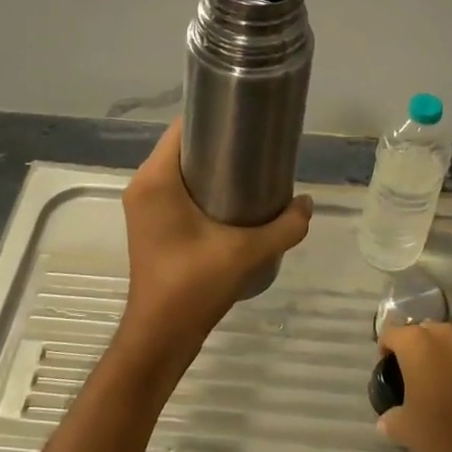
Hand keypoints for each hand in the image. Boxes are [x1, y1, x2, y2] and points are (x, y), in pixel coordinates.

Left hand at [116, 118, 312, 385]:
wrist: (161, 336)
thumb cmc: (194, 286)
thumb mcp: (247, 253)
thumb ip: (285, 226)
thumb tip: (308, 203)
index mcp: (156, 180)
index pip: (182, 128)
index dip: (215, 116)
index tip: (249, 118)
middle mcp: (143, 185)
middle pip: (183, 146)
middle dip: (219, 142)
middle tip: (258, 145)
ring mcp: (144, 206)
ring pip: (180, 169)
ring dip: (212, 165)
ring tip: (252, 169)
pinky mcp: (151, 223)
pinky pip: (176, 189)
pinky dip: (202, 185)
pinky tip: (234, 198)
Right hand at [376, 322, 451, 451]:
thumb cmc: (438, 430)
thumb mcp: (402, 427)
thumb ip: (389, 417)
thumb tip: (386, 419)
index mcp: (415, 342)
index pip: (391, 334)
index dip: (385, 349)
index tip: (386, 367)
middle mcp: (441, 333)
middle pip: (419, 330)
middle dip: (412, 346)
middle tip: (408, 371)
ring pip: (443, 337)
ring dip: (435, 350)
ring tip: (432, 375)